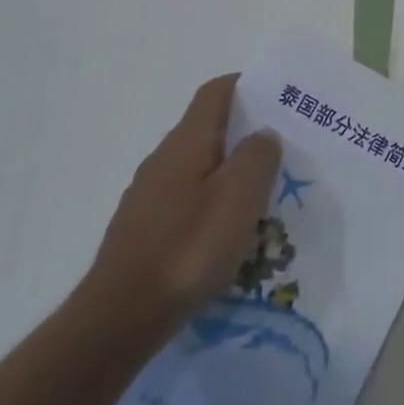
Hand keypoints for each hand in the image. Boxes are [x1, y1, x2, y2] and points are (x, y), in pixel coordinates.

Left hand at [74, 75, 281, 348]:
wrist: (119, 319)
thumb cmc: (187, 249)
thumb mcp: (239, 198)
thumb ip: (257, 157)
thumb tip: (264, 134)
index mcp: (187, 141)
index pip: (216, 92)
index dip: (247, 85)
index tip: (279, 95)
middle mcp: (163, 159)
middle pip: (209, 128)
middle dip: (246, 132)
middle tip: (284, 149)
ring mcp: (149, 195)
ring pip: (199, 167)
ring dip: (230, 172)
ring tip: (264, 195)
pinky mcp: (144, 229)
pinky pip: (187, 199)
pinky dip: (213, 202)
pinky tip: (228, 233)